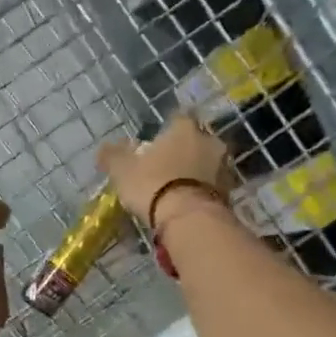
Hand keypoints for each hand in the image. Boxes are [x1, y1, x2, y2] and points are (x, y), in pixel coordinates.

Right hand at [96, 115, 234, 228]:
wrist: (188, 218)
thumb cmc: (153, 184)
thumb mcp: (123, 170)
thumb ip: (113, 155)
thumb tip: (104, 148)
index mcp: (184, 128)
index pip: (179, 118)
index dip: (168, 129)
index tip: (158, 142)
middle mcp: (209, 140)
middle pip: (197, 140)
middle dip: (185, 150)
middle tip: (168, 165)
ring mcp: (223, 166)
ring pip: (208, 162)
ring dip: (196, 170)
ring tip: (179, 187)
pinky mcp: (230, 191)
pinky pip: (213, 185)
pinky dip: (203, 189)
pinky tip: (189, 201)